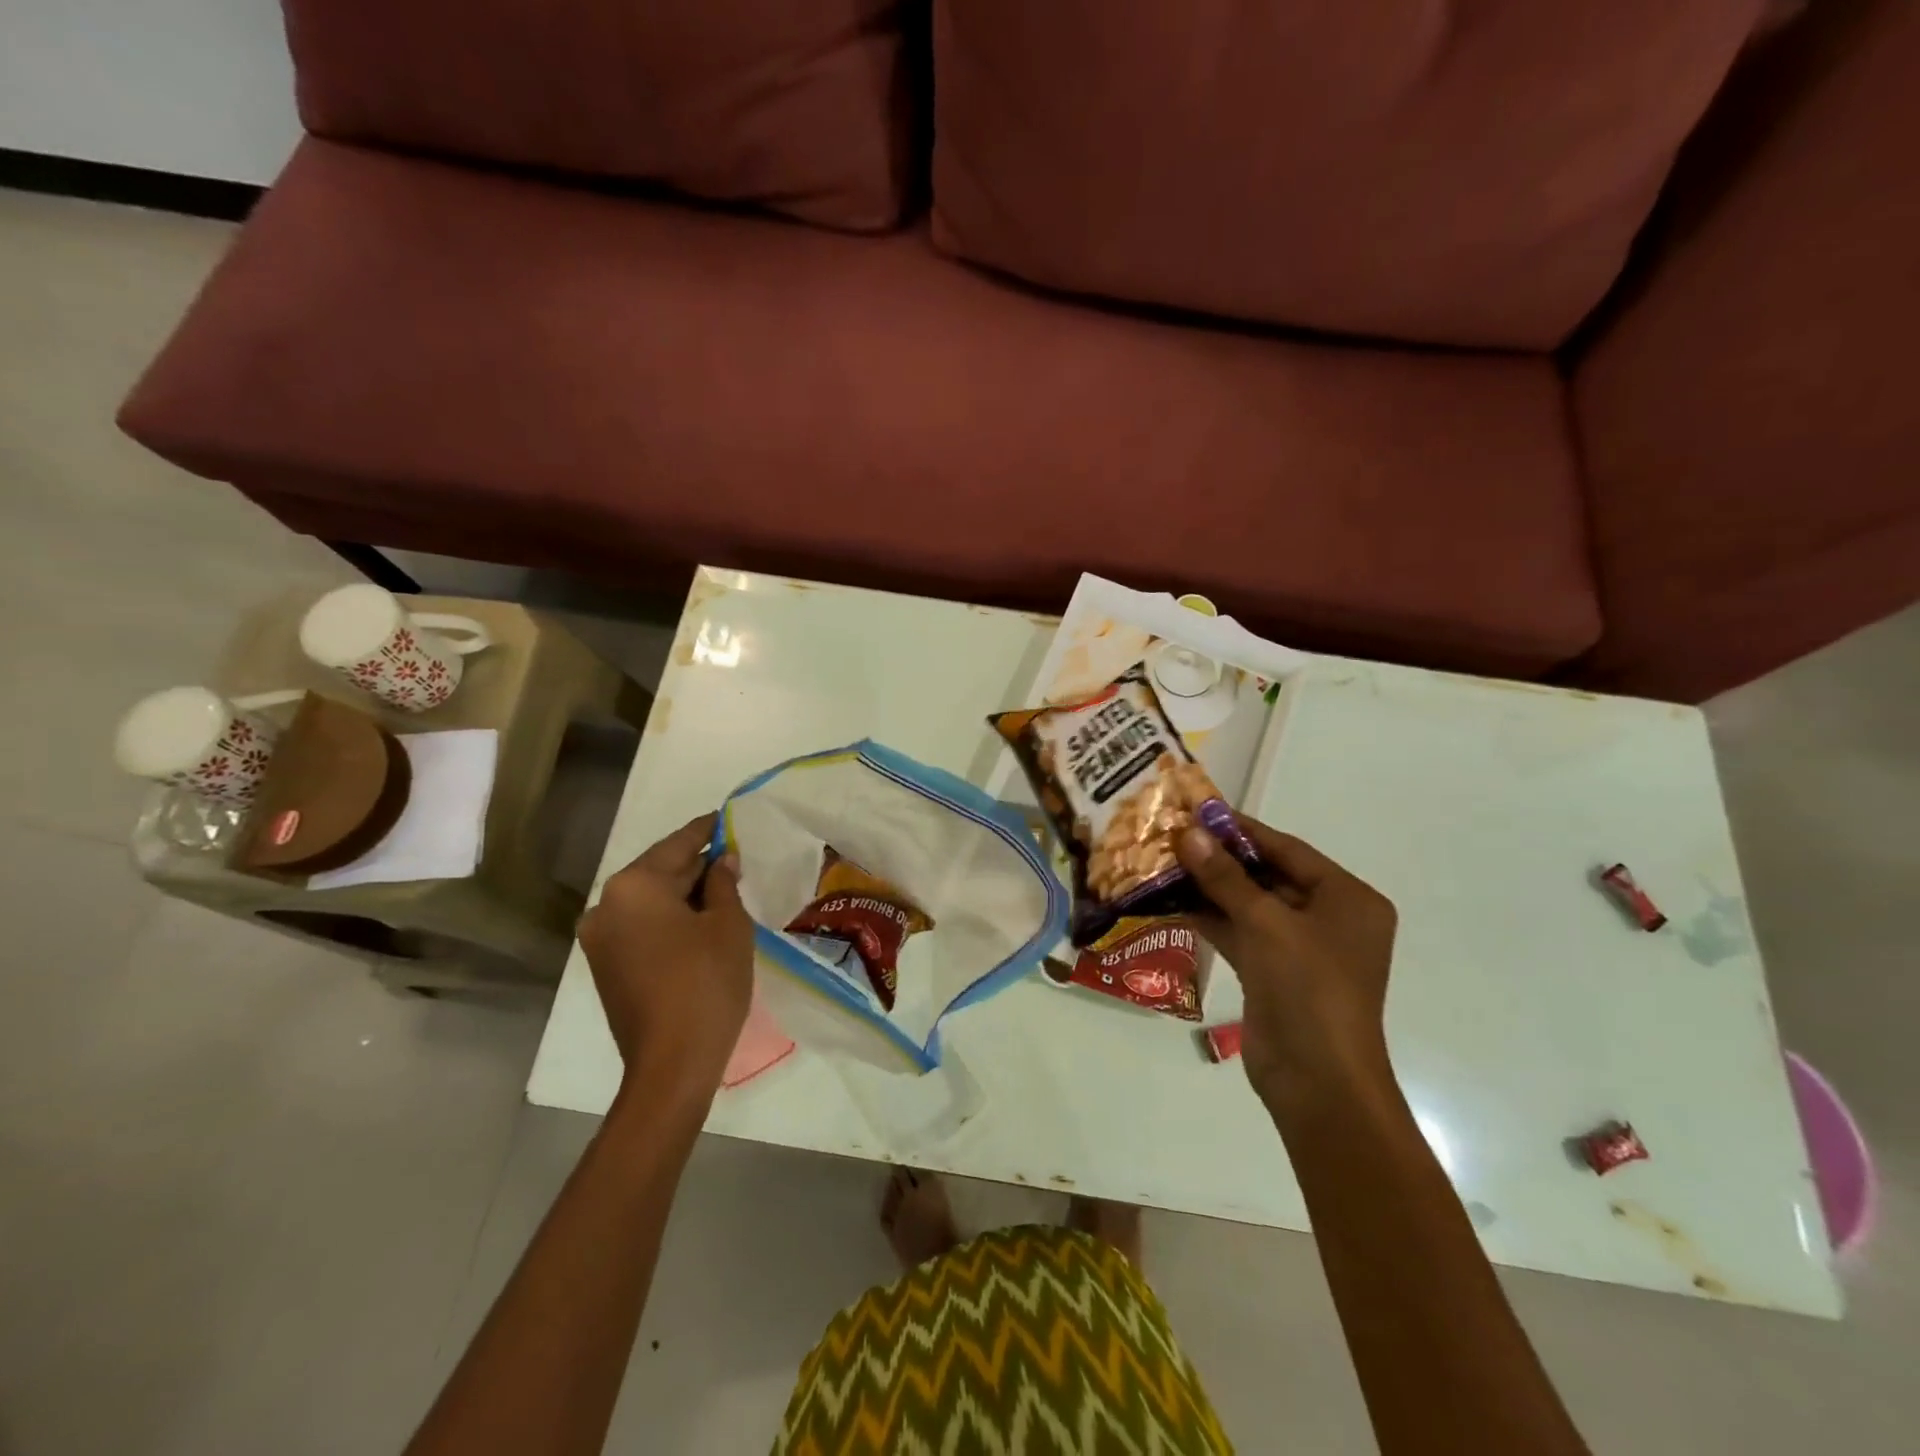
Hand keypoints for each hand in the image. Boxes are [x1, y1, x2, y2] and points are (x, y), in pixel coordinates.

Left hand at [578, 813, 753, 1106]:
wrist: (672, 1064)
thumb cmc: (706, 983)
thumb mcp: (728, 924)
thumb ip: (723, 883)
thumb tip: (721, 861)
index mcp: (634, 886)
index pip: (678, 844)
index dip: (707, 830)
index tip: (726, 817)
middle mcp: (606, 905)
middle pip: (659, 871)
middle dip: (696, 865)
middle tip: (734, 858)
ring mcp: (600, 938)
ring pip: (650, 901)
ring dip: (683, 894)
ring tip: (723, 889)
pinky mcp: (605, 965)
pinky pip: (641, 926)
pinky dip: (668, 919)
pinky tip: (700, 921)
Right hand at [1176, 815, 1398, 1109]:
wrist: (1318, 1082)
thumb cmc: (1308, 989)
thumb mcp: (1266, 924)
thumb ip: (1225, 877)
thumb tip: (1188, 833)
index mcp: (1347, 899)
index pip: (1288, 850)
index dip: (1241, 830)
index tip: (1197, 811)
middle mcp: (1328, 919)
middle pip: (1268, 875)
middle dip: (1220, 859)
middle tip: (1172, 836)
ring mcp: (1300, 948)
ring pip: (1250, 905)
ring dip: (1210, 888)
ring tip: (1163, 863)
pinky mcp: (1274, 973)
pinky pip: (1240, 933)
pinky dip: (1211, 918)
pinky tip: (1172, 902)